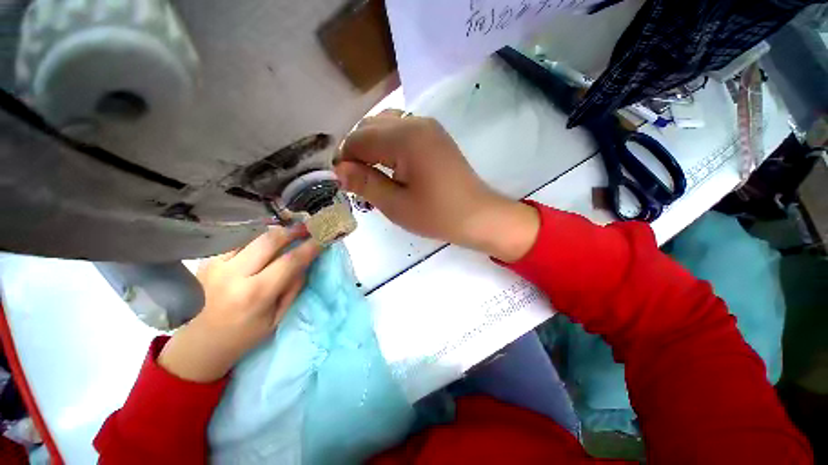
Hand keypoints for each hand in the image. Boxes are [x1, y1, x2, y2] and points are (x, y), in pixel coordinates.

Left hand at [158, 226, 320, 382]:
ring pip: (252, 235)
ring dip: (274, 231)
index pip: (290, 261)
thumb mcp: (277, 317)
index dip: (310, 247)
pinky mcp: (206, 261)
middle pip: (269, 240)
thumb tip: (305, 261)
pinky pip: (237, 241)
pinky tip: (265, 240)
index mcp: (255, 294)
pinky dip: (256, 237)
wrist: (199, 344)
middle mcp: (233, 275)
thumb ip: (293, 286)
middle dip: (292, 231)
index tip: (323, 238)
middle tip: (306, 227)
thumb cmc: (244, 335)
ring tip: (288, 232)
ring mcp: (215, 265)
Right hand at [334, 109, 538, 261]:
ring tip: (373, 174)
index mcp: (405, 137)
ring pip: (386, 126)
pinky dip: (389, 145)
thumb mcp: (396, 205)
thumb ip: (365, 183)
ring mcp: (429, 127)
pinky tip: (392, 166)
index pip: (358, 138)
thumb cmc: (437, 215)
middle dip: (357, 151)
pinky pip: (402, 132)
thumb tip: (339, 170)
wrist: (478, 216)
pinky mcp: (436, 137)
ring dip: (372, 147)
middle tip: (358, 180)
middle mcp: (416, 122)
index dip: (345, 159)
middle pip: (370, 127)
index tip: (343, 181)